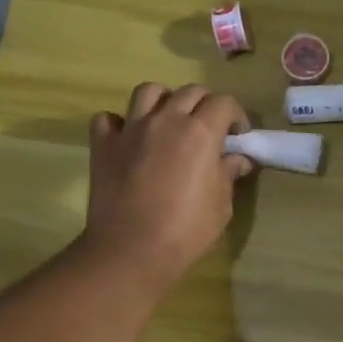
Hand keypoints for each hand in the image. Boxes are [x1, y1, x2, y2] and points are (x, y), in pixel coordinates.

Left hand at [84, 82, 251, 287]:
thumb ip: (228, 174)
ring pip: (149, 92)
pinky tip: (129, 139)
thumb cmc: (187, 230)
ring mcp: (131, 129)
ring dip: (164, 100)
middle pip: (190, 91)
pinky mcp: (104, 144)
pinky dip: (120, 123)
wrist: (132, 249)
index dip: (236, 115)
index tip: (238, 135)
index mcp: (200, 132)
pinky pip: (109, 118)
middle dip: (205, 105)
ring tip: (168, 121)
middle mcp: (166, 120)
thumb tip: (238, 159)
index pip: (224, 103)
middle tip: (209, 129)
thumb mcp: (221, 205)